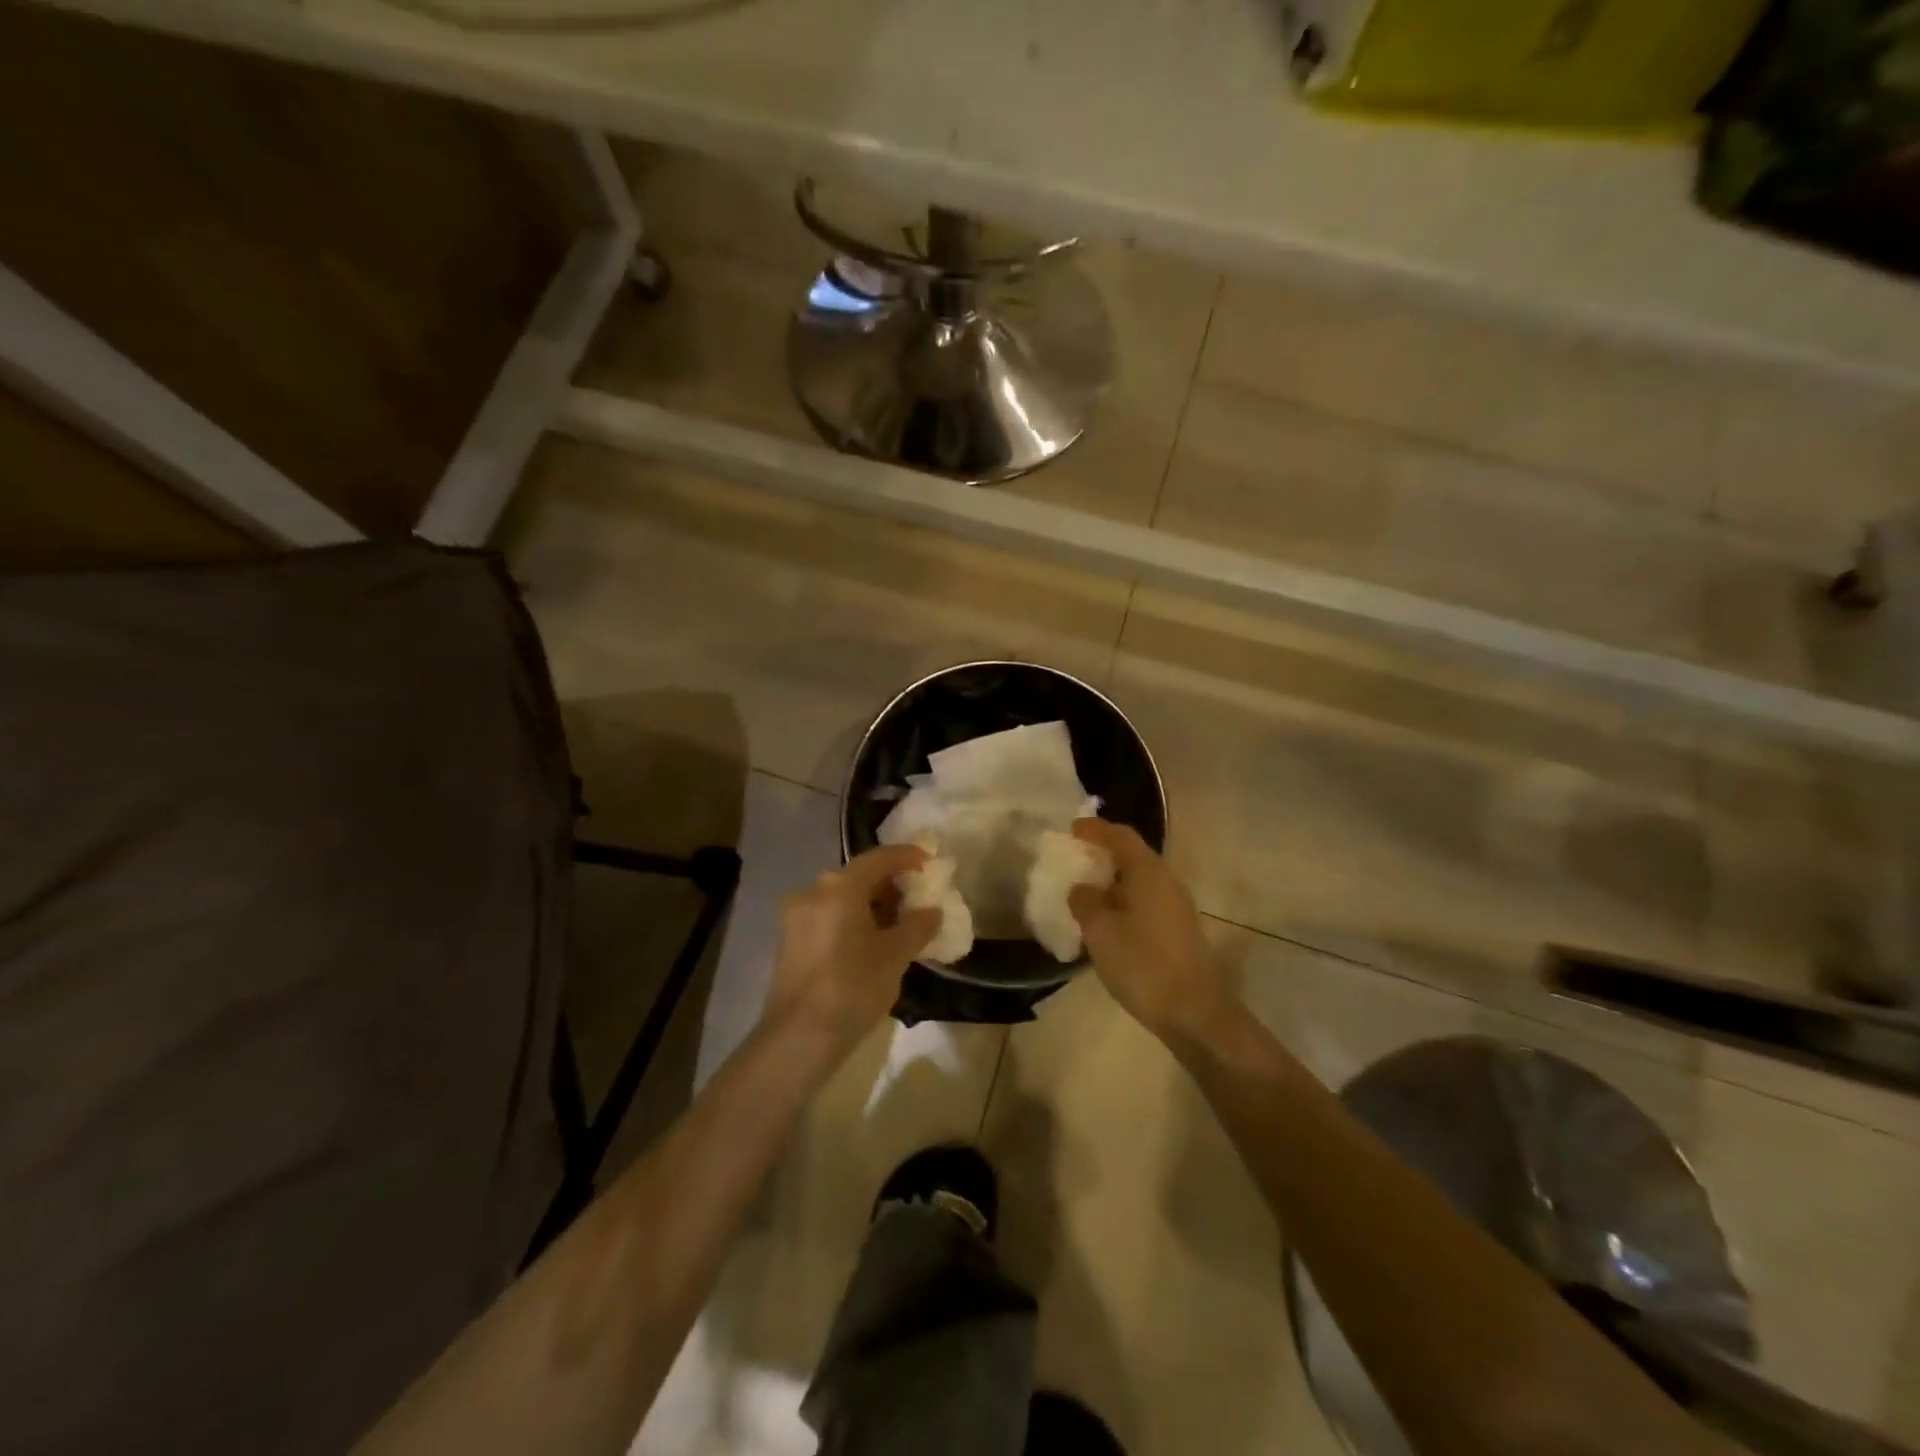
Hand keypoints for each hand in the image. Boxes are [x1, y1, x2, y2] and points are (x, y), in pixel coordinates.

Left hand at [764, 844, 940, 1057]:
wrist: (798, 1038)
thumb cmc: (852, 987)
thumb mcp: (895, 957)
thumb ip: (917, 927)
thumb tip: (932, 910)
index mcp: (839, 888)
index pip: (878, 858)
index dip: (906, 856)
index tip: (928, 860)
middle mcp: (813, 892)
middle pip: (858, 877)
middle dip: (889, 885)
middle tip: (916, 899)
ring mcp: (796, 918)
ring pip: (841, 899)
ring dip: (870, 906)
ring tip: (898, 925)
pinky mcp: (789, 942)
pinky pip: (828, 918)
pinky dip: (852, 921)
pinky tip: (870, 944)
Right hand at [1068, 820, 1233, 1046]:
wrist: (1195, 1013)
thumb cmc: (1143, 964)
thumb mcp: (1100, 930)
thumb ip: (1085, 901)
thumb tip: (1082, 888)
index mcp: (1148, 872)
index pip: (1121, 836)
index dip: (1095, 829)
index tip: (1072, 829)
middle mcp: (1167, 881)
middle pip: (1132, 856)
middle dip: (1103, 855)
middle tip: (1074, 860)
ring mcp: (1176, 907)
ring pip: (1139, 882)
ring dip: (1112, 882)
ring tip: (1084, 893)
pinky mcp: (1179, 931)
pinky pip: (1145, 903)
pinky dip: (1123, 902)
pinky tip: (1106, 923)